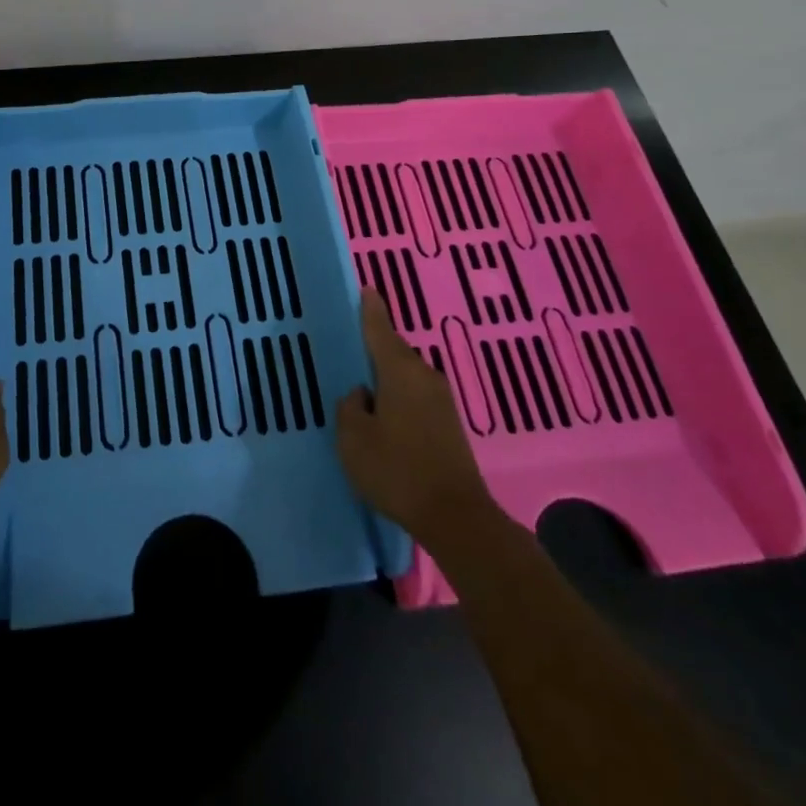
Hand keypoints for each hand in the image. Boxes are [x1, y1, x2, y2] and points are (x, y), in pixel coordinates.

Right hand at [337, 289, 496, 546]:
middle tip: (352, 347)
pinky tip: (386, 413)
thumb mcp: (353, 439)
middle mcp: (423, 376)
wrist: (456, 517)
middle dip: (375, 347)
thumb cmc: (397, 471)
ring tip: (365, 385)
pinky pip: (416, 396)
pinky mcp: (449, 424)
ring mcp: (441, 400)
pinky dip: (400, 396)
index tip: (366, 289)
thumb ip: (350, 408)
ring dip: (387, 376)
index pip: (379, 329)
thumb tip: (362, 395)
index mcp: (399, 371)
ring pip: (406, 375)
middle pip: (394, 351)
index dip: (370, 310)